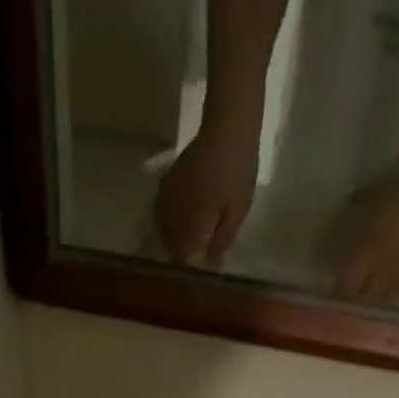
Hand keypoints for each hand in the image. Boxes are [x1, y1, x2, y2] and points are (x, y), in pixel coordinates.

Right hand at [153, 122, 260, 265]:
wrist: (228, 125)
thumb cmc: (237, 171)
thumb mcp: (237, 211)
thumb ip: (222, 239)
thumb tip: (212, 264)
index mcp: (190, 223)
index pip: (180, 255)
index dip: (185, 267)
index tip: (193, 272)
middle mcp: (173, 212)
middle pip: (167, 242)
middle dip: (175, 253)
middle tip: (188, 259)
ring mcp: (168, 194)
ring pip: (160, 225)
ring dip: (168, 236)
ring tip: (180, 242)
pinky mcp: (169, 178)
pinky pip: (160, 207)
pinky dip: (165, 218)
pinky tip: (175, 219)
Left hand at [332, 171, 398, 305]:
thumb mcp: (378, 200)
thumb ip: (359, 228)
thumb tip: (344, 248)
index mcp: (369, 249)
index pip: (344, 287)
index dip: (336, 298)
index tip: (331, 303)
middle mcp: (386, 271)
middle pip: (362, 304)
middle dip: (354, 309)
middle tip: (351, 313)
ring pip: (385, 311)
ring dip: (376, 314)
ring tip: (372, 318)